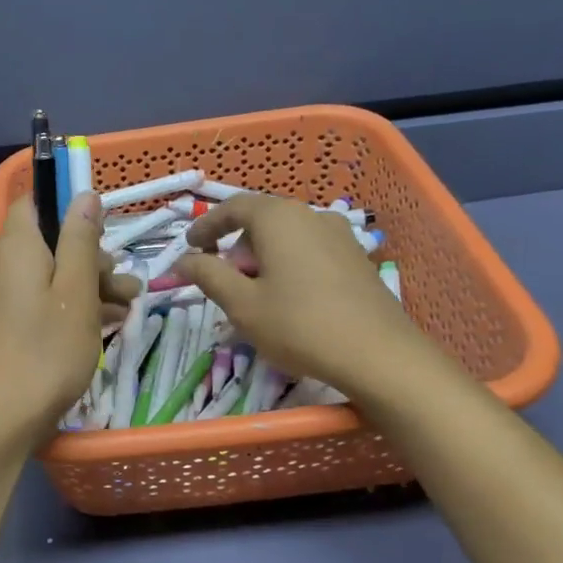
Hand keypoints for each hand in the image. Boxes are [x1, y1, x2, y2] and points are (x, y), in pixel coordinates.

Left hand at [0, 191, 139, 450]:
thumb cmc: (45, 352)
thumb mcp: (76, 293)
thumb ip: (81, 240)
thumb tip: (83, 194)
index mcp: (14, 246)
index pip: (35, 202)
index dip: (70, 210)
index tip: (104, 234)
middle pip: (46, 243)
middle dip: (90, 259)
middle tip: (125, 287)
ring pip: (44, 276)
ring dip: (84, 287)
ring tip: (124, 310)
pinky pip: (32, 302)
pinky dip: (62, 308)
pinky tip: (96, 328)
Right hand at [176, 192, 427, 400]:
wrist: (379, 355)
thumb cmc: (299, 325)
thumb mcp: (242, 304)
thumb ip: (208, 275)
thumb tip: (184, 260)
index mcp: (279, 218)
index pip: (233, 207)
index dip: (207, 225)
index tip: (190, 247)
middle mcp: (311, 215)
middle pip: (261, 221)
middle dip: (236, 247)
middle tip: (224, 280)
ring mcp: (340, 235)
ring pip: (287, 237)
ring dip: (264, 258)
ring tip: (256, 294)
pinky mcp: (357, 258)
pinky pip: (310, 251)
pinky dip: (289, 265)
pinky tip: (289, 299)